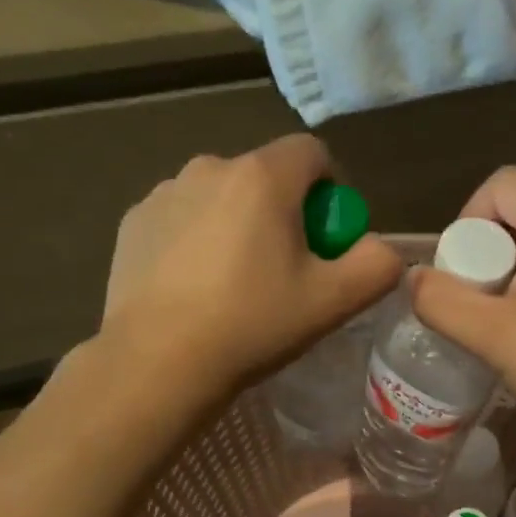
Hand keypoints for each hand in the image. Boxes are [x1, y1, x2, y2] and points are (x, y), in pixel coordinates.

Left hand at [103, 134, 403, 396]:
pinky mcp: (133, 221)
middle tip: (286, 271)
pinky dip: (197, 239)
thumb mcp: (333, 302)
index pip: (313, 153)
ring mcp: (164, 192)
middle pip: (266, 176)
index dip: (332, 191)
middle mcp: (210, 167)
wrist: (158, 363)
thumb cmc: (252, 325)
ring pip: (222, 197)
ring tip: (235, 283)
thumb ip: (377, 265)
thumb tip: (382, 249)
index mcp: (262, 177)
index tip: (328, 239)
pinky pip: (183, 217)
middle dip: (286, 213)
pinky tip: (194, 287)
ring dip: (239, 224)